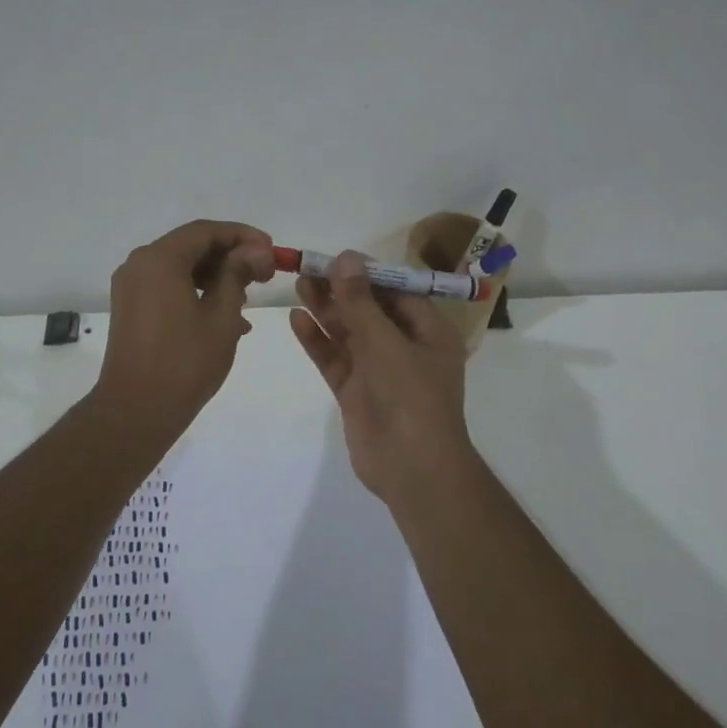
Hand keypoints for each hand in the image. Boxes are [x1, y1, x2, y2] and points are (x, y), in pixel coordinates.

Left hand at [94, 220, 275, 434]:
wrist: (136, 411)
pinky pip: (168, 287)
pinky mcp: (131, 308)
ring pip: (180, 268)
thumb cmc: (185, 362)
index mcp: (159, 259)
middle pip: (191, 246)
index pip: (206, 231)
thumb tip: (257, 250)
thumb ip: (238, 274)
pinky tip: (225, 318)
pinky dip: (196, 293)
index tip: (272, 251)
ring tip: (247, 299)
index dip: (243, 236)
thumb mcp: (222, 316)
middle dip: (230, 256)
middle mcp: (139, 264)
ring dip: (216, 277)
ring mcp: (131, 287)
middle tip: (265, 275)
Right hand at [289, 251, 473, 504]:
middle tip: (307, 268)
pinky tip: (298, 320)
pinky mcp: (356, 392)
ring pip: (349, 333)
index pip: (397, 292)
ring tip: (298, 284)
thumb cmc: (411, 398)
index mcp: (429, 332)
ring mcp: (378, 371)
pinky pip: (335, 359)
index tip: (336, 258)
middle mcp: (405, 347)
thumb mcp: (386, 344)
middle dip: (340, 290)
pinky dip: (318, 341)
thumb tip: (346, 258)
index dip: (367, 274)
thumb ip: (361, 302)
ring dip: (326, 310)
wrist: (412, 469)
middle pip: (369, 310)